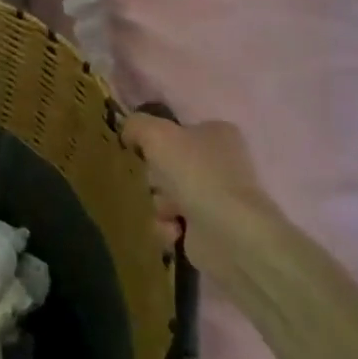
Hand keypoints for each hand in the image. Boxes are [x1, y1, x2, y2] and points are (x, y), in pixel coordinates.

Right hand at [123, 113, 279, 273]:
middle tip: (155, 183)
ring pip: (166, 195)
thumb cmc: (196, 174)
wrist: (229, 233)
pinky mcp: (210, 228)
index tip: (140, 151)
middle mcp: (221, 162)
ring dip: (159, 205)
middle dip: (154, 178)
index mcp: (217, 133)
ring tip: (168, 212)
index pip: (177, 131)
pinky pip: (172, 223)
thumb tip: (127, 130)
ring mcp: (217, 197)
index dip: (155, 141)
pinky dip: (167, 227)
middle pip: (167, 165)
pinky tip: (175, 230)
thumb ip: (136, 125)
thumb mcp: (156, 134)